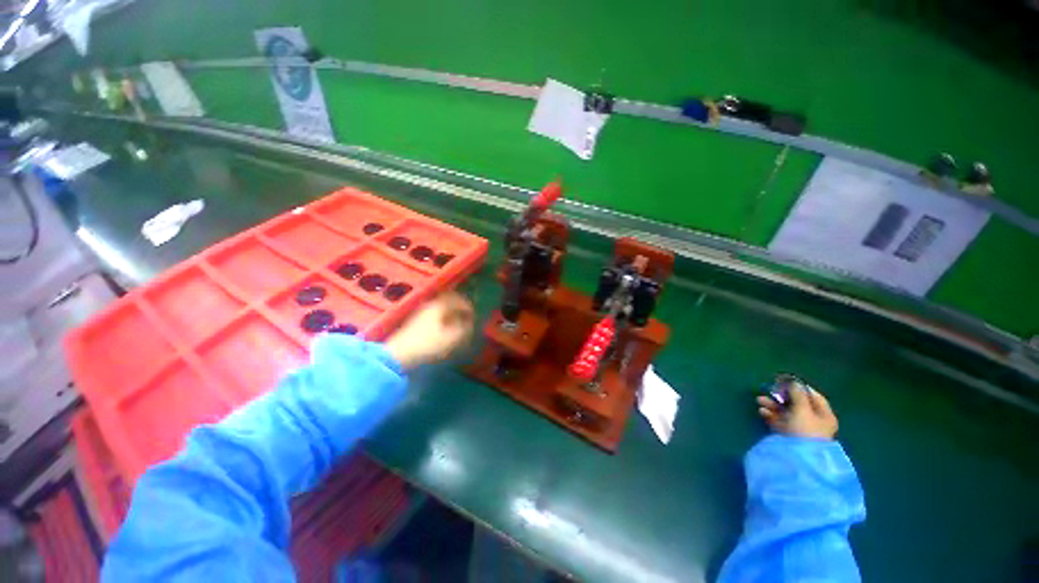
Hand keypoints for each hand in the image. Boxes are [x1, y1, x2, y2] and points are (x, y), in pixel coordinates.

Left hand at [384, 292, 474, 369]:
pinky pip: (434, 313)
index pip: (460, 300)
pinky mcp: (415, 320)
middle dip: (460, 308)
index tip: (474, 317)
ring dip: (451, 313)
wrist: (399, 354)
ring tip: (457, 324)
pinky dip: (442, 317)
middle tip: (467, 317)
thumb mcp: (453, 338)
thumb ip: (465, 328)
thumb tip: (470, 323)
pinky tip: (444, 328)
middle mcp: (431, 303)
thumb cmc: (430, 344)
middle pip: (449, 301)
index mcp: (442, 304)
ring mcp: (421, 311)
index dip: (469, 308)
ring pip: (441, 307)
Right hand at [756, 383, 837, 439]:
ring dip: (772, 405)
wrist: (797, 457)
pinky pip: (778, 421)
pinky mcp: (787, 435)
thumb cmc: (804, 430)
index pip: (813, 397)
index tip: (784, 382)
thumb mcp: (802, 409)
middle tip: (769, 391)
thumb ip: (797, 394)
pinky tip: (762, 411)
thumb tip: (793, 381)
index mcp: (824, 415)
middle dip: (781, 396)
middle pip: (797, 404)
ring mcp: (799, 429)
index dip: (799, 388)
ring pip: (785, 412)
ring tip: (759, 401)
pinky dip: (770, 415)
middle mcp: (813, 421)